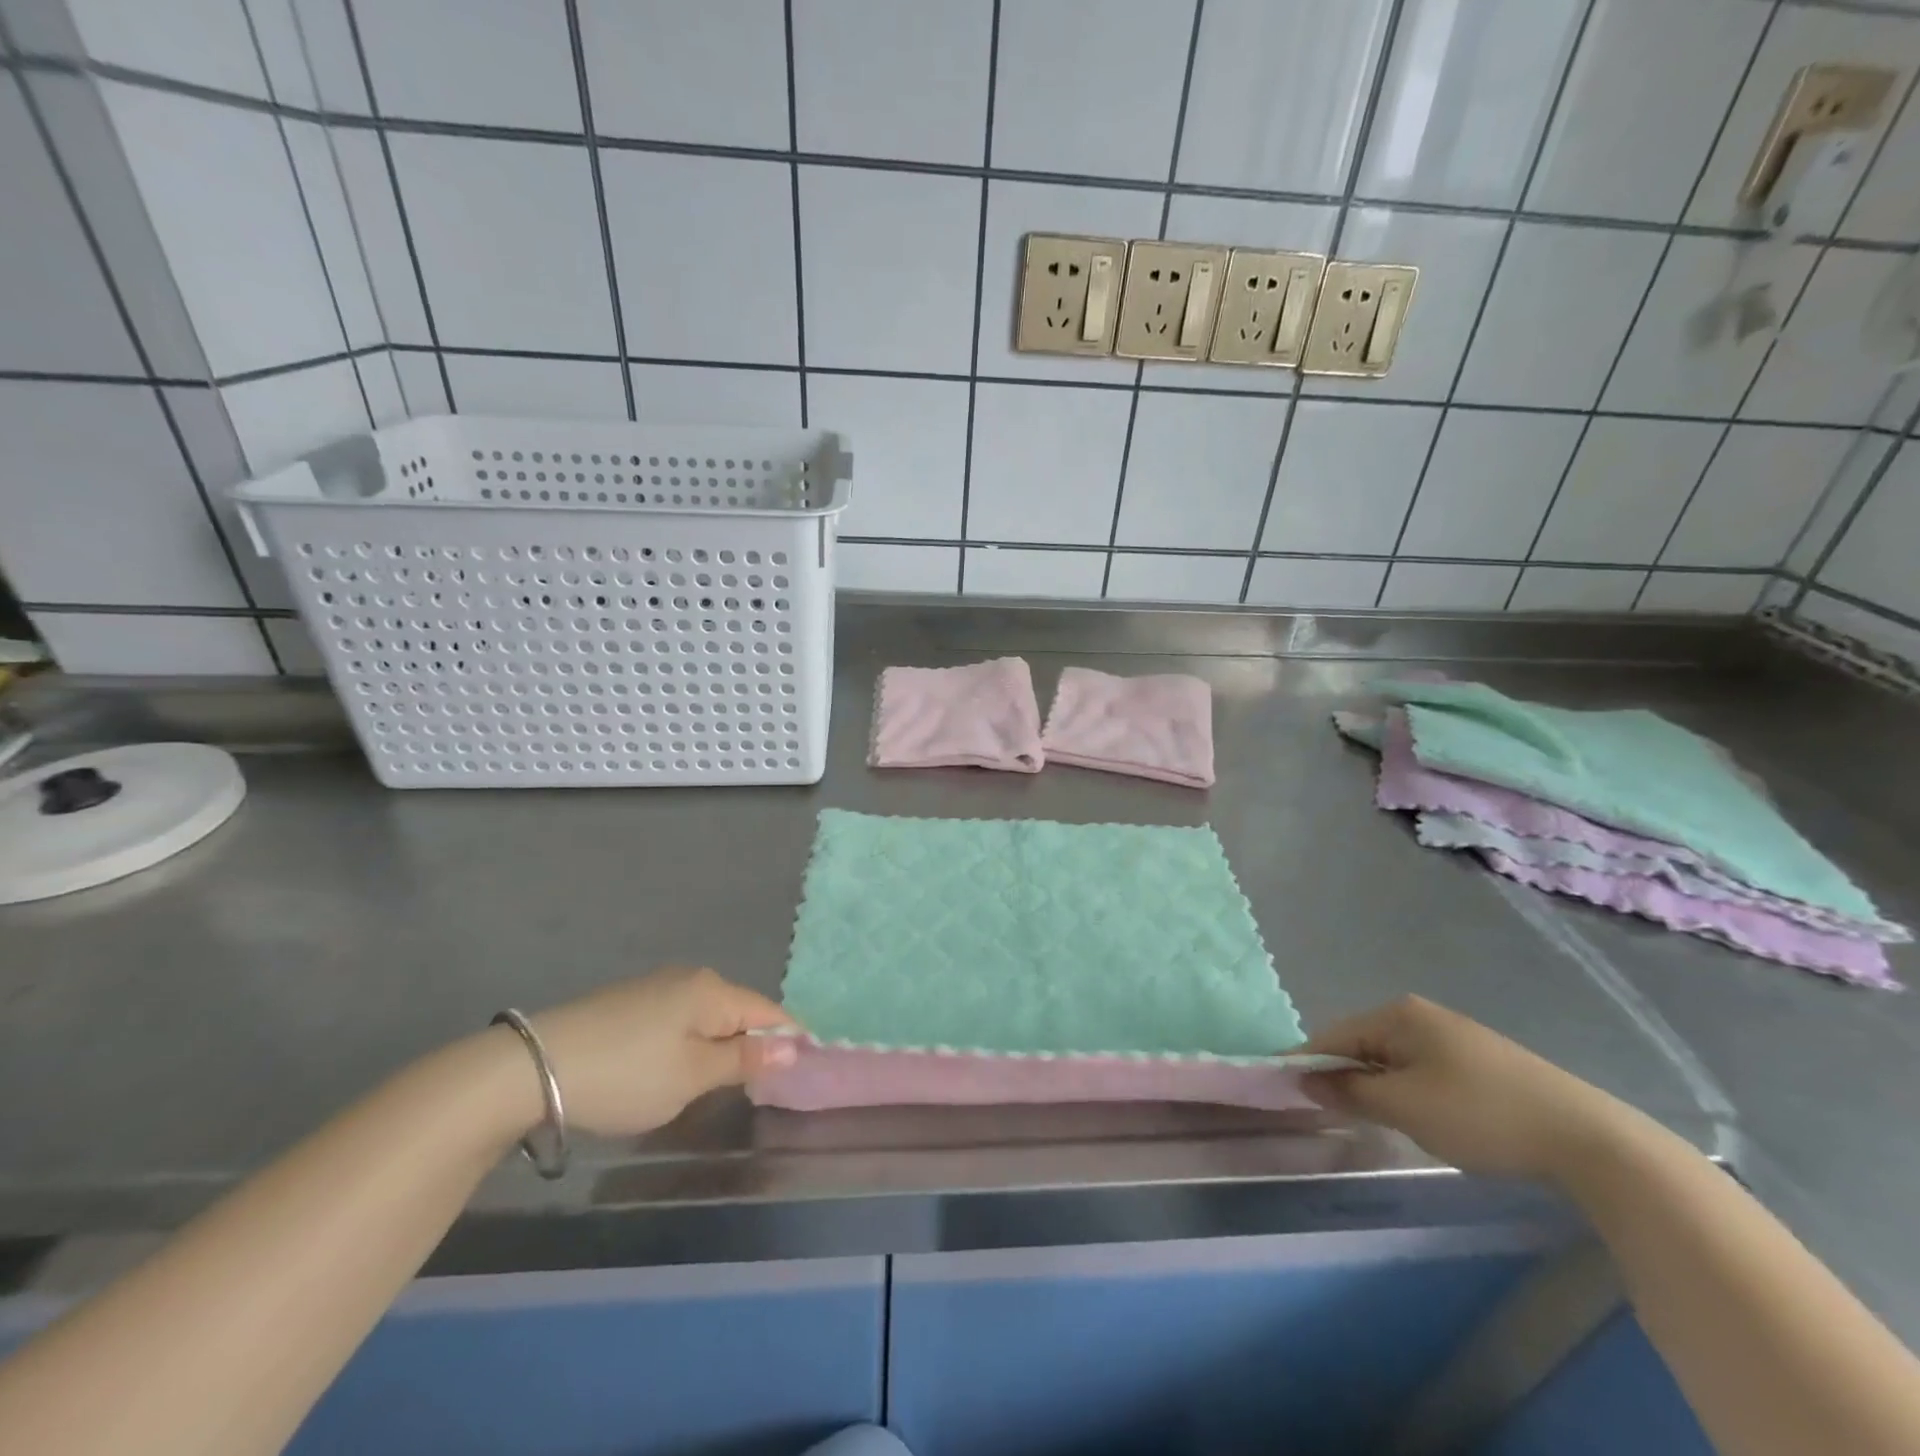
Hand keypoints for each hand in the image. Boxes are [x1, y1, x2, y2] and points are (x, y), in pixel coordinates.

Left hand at [519, 967, 798, 1137]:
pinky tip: (668, 1067)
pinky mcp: (627, 1001)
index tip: (799, 1071)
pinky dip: (685, 1041)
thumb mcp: (692, 1076)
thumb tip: (793, 1046)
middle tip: (753, 1086)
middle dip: (750, 1043)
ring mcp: (654, 986)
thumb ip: (744, 1060)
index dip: (787, 1039)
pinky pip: (676, 1018)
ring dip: (716, 1044)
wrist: (531, 1068)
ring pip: (705, 1015)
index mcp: (712, 991)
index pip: (768, 1011)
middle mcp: (689, 978)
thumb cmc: (627, 1075)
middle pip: (737, 1010)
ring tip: (711, 1082)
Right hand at [1301, 996, 1641, 1180]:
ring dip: (1379, 1087)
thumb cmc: (1480, 1114)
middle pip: (1363, 1044)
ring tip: (1379, 1121)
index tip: (1287, 1092)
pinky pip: (1424, 1070)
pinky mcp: (1482, 1062)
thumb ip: (1349, 1091)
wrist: (1589, 1140)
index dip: (1308, 1064)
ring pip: (1394, 1060)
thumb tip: (1305, 1080)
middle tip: (1334, 1115)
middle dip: (1346, 1077)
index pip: (1334, 1035)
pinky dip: (1410, 1091)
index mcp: (1398, 1014)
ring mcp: (1455, 1036)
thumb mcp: (1404, 1106)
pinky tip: (1425, 1119)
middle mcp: (1422, 1015)